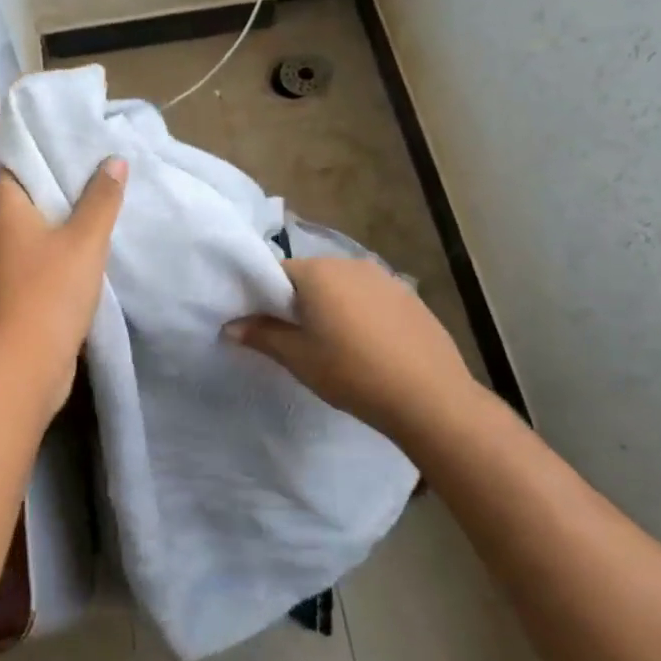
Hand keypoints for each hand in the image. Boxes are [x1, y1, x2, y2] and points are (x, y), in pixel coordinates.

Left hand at [0, 160, 127, 410]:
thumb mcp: (85, 240)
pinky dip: (66, 247)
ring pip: (40, 228)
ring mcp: (9, 265)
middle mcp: (1, 233)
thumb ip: (101, 199)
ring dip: (67, 217)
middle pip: (30, 197)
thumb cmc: (50, 291)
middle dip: (61, 182)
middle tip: (99, 164)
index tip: (71, 138)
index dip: (40, 150)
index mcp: (7, 212)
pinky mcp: (21, 291)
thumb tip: (114, 159)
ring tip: (103, 198)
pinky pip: (45, 256)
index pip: (15, 166)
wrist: (25, 364)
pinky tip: (94, 244)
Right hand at [224, 255, 478, 442]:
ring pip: (343, 286)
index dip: (265, 297)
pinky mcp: (409, 296)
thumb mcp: (299, 358)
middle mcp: (349, 263)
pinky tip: (369, 346)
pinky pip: (371, 297)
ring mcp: (384, 277)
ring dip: (332, 306)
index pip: (276, 272)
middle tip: (296, 338)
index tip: (263, 325)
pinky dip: (361, 313)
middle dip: (299, 301)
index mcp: (317, 272)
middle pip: (310, 276)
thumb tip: (230, 325)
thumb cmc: (352, 373)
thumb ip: (262, 335)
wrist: (430, 396)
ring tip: (334, 344)